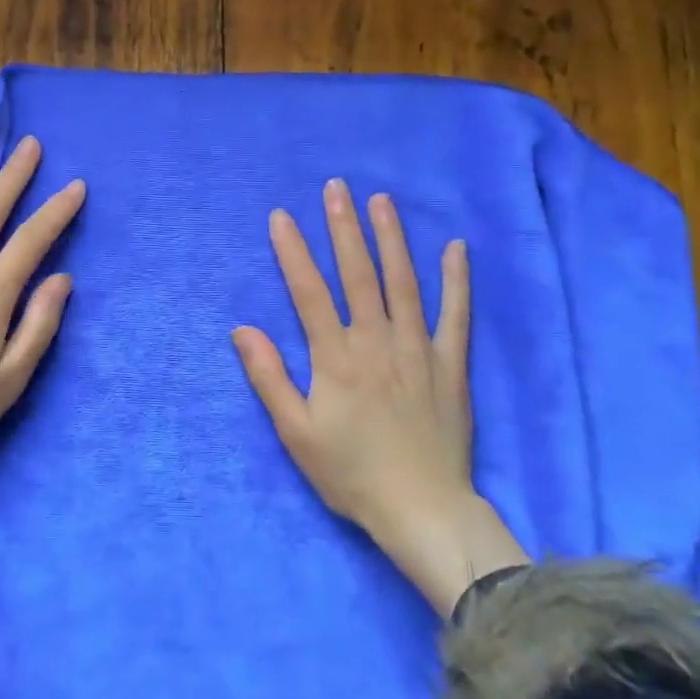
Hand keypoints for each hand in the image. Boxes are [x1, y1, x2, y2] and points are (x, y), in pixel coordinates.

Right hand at [232, 179, 527, 615]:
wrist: (423, 511)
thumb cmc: (351, 473)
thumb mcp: (295, 433)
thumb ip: (269, 378)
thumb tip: (243, 330)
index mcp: (336, 358)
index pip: (309, 292)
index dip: (293, 252)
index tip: (280, 216)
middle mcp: (377, 342)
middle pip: (358, 274)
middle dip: (344, 227)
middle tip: (336, 187)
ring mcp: (418, 351)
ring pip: (404, 284)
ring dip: (391, 239)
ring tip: (382, 200)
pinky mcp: (451, 366)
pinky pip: (456, 316)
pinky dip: (456, 281)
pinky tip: (455, 248)